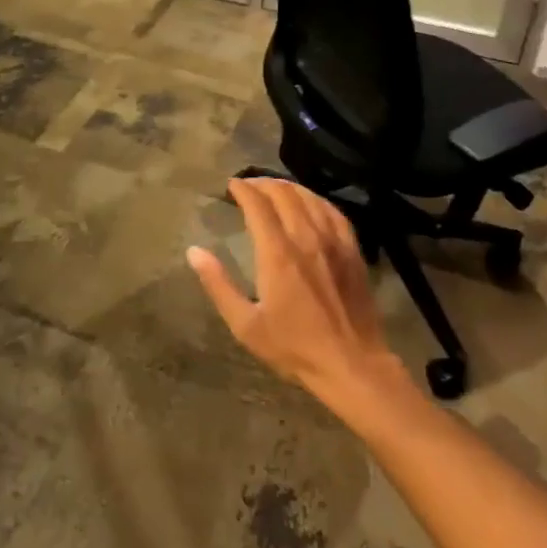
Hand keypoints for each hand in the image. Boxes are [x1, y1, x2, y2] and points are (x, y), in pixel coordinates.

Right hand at [188, 177, 405, 411]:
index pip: (258, 204)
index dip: (243, 189)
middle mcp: (305, 237)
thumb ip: (218, 285)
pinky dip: (316, 199)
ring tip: (275, 188)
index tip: (231, 185)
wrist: (351, 364)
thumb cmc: (294, 347)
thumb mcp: (246, 325)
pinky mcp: (352, 249)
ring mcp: (332, 240)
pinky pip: (333, 211)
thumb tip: (194, 251)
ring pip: (309, 197)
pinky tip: (310, 202)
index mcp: (277, 253)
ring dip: (288, 187)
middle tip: (249, 186)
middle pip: (283, 193)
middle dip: (263, 183)